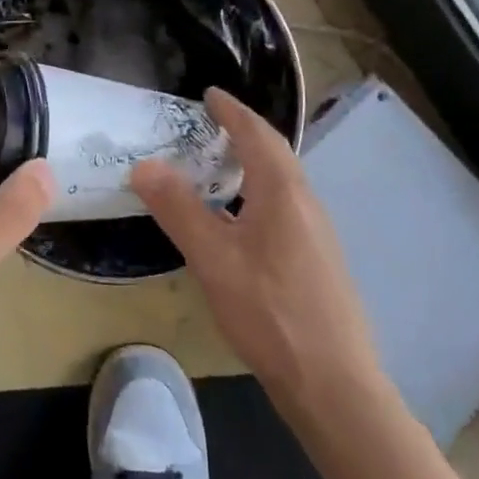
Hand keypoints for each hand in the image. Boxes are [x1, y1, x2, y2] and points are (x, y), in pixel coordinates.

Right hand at [132, 88, 382, 398]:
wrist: (334, 384)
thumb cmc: (270, 313)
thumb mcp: (213, 259)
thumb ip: (179, 209)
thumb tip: (144, 165)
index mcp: (283, 193)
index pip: (257, 134)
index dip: (232, 111)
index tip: (209, 94)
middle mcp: (306, 203)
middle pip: (275, 153)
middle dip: (243, 132)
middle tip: (209, 124)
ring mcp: (317, 233)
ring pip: (282, 181)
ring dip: (252, 162)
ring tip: (218, 164)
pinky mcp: (317, 258)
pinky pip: (284, 205)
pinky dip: (258, 191)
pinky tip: (239, 218)